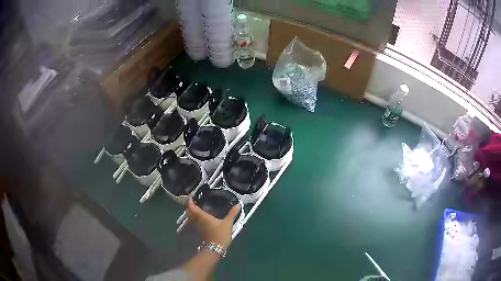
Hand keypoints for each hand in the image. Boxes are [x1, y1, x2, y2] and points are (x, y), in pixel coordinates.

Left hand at [187, 198, 239, 248]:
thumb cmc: (220, 234)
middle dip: (190, 206)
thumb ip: (232, 214)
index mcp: (202, 216)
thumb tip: (238, 205)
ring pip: (192, 218)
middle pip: (190, 212)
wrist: (215, 248)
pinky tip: (203, 218)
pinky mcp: (200, 232)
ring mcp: (198, 227)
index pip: (192, 207)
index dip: (190, 201)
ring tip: (198, 208)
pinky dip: (196, 218)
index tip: (191, 196)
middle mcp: (198, 220)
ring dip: (193, 213)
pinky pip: (195, 222)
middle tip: (195, 202)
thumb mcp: (227, 223)